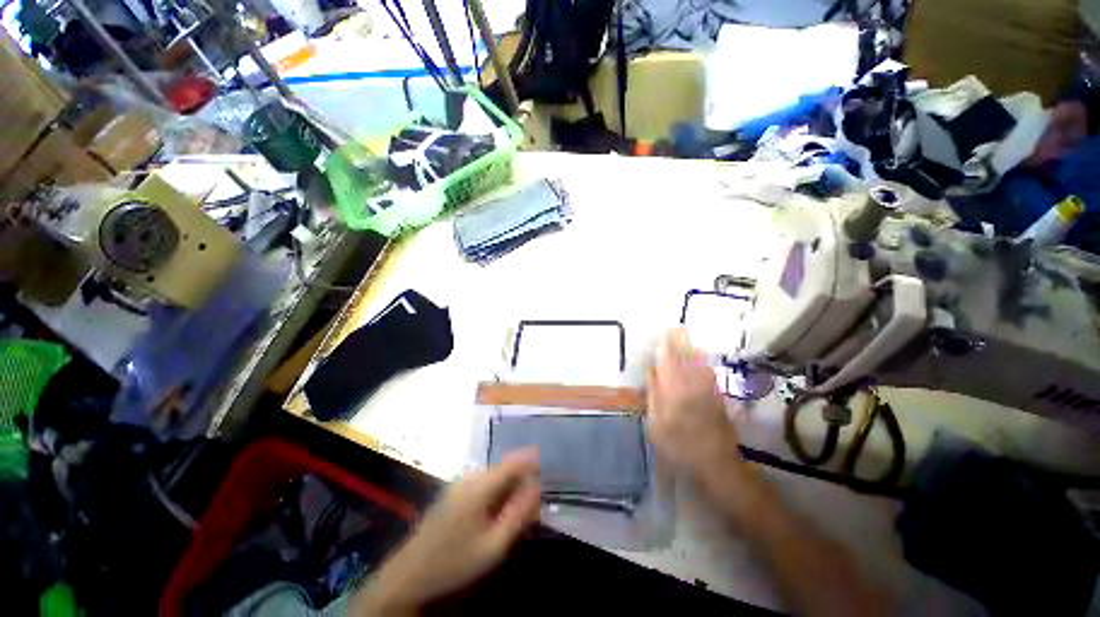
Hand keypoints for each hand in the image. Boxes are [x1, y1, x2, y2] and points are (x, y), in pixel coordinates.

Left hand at [358, 450, 540, 614]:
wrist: (409, 575)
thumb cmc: (454, 562)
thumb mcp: (493, 545)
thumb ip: (518, 514)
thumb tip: (537, 488)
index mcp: (480, 486)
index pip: (514, 463)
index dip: (532, 463)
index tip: (547, 471)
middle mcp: (470, 478)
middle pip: (504, 470)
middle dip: (522, 482)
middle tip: (533, 505)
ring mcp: (459, 484)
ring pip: (494, 478)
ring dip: (509, 490)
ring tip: (518, 513)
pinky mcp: (454, 493)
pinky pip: (482, 486)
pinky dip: (496, 495)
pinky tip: (497, 516)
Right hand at [647, 329, 743, 483]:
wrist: (716, 463)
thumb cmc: (679, 445)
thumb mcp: (656, 423)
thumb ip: (653, 394)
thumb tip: (651, 370)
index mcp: (675, 388)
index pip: (669, 359)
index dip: (667, 343)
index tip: (663, 331)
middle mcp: (693, 383)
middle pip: (687, 356)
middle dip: (681, 340)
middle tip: (675, 328)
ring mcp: (708, 388)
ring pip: (700, 362)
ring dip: (693, 348)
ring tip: (686, 338)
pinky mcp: (718, 395)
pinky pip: (709, 372)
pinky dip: (703, 361)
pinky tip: (700, 359)